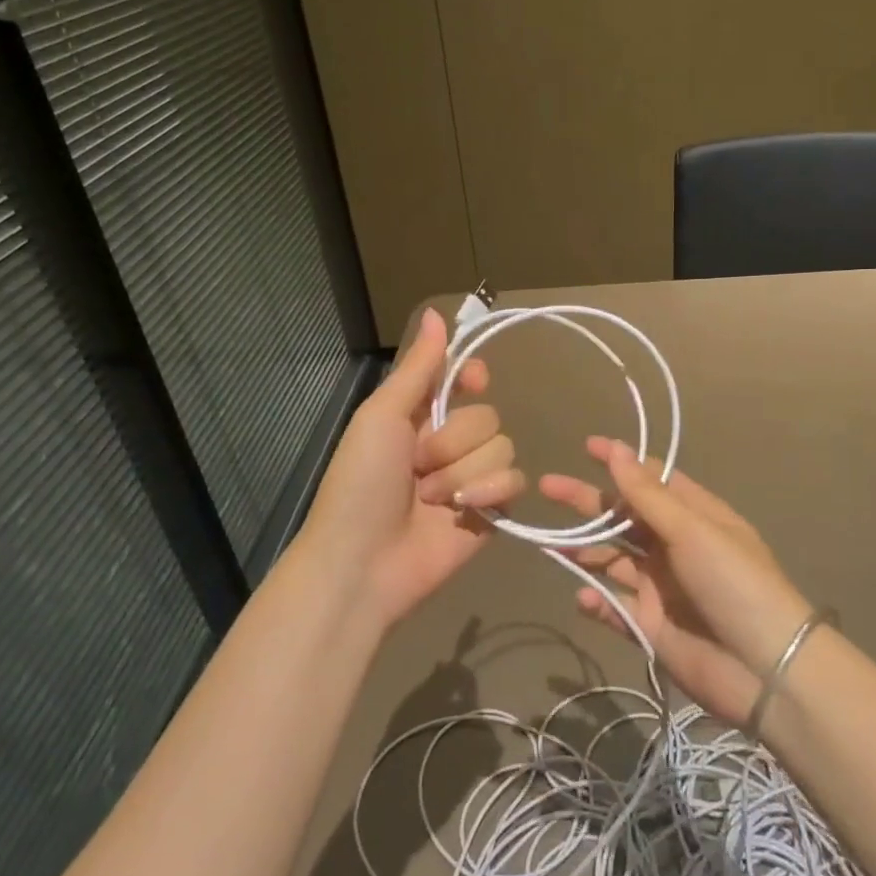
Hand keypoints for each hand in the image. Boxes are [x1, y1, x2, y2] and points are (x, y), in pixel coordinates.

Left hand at [296, 308, 524, 630]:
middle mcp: (449, 442)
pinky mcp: (491, 511)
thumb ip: (418, 368)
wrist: (362, 563)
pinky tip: (464, 512)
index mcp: (420, 415)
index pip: (465, 378)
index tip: (472, 382)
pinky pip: (514, 482)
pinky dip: (489, 493)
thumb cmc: (360, 484)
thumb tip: (436, 312)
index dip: (473, 376)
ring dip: (463, 474)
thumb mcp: (381, 416)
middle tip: (417, 467)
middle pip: (488, 416)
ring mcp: (472, 477)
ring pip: (503, 447)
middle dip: (453, 442)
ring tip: (430, 500)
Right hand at [539, 438, 811, 725]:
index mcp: (695, 516)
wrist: (764, 671)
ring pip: (614, 560)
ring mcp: (662, 587)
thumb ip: (647, 494)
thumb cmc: (733, 583)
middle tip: (547, 486)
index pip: (652, 479)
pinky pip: (616, 606)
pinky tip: (584, 597)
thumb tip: (616, 448)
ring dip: (585, 551)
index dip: (621, 462)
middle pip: (624, 517)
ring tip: (552, 545)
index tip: (586, 447)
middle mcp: (676, 547)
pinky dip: (598, 601)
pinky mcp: (651, 626)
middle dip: (588, 502)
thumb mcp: (692, 530)